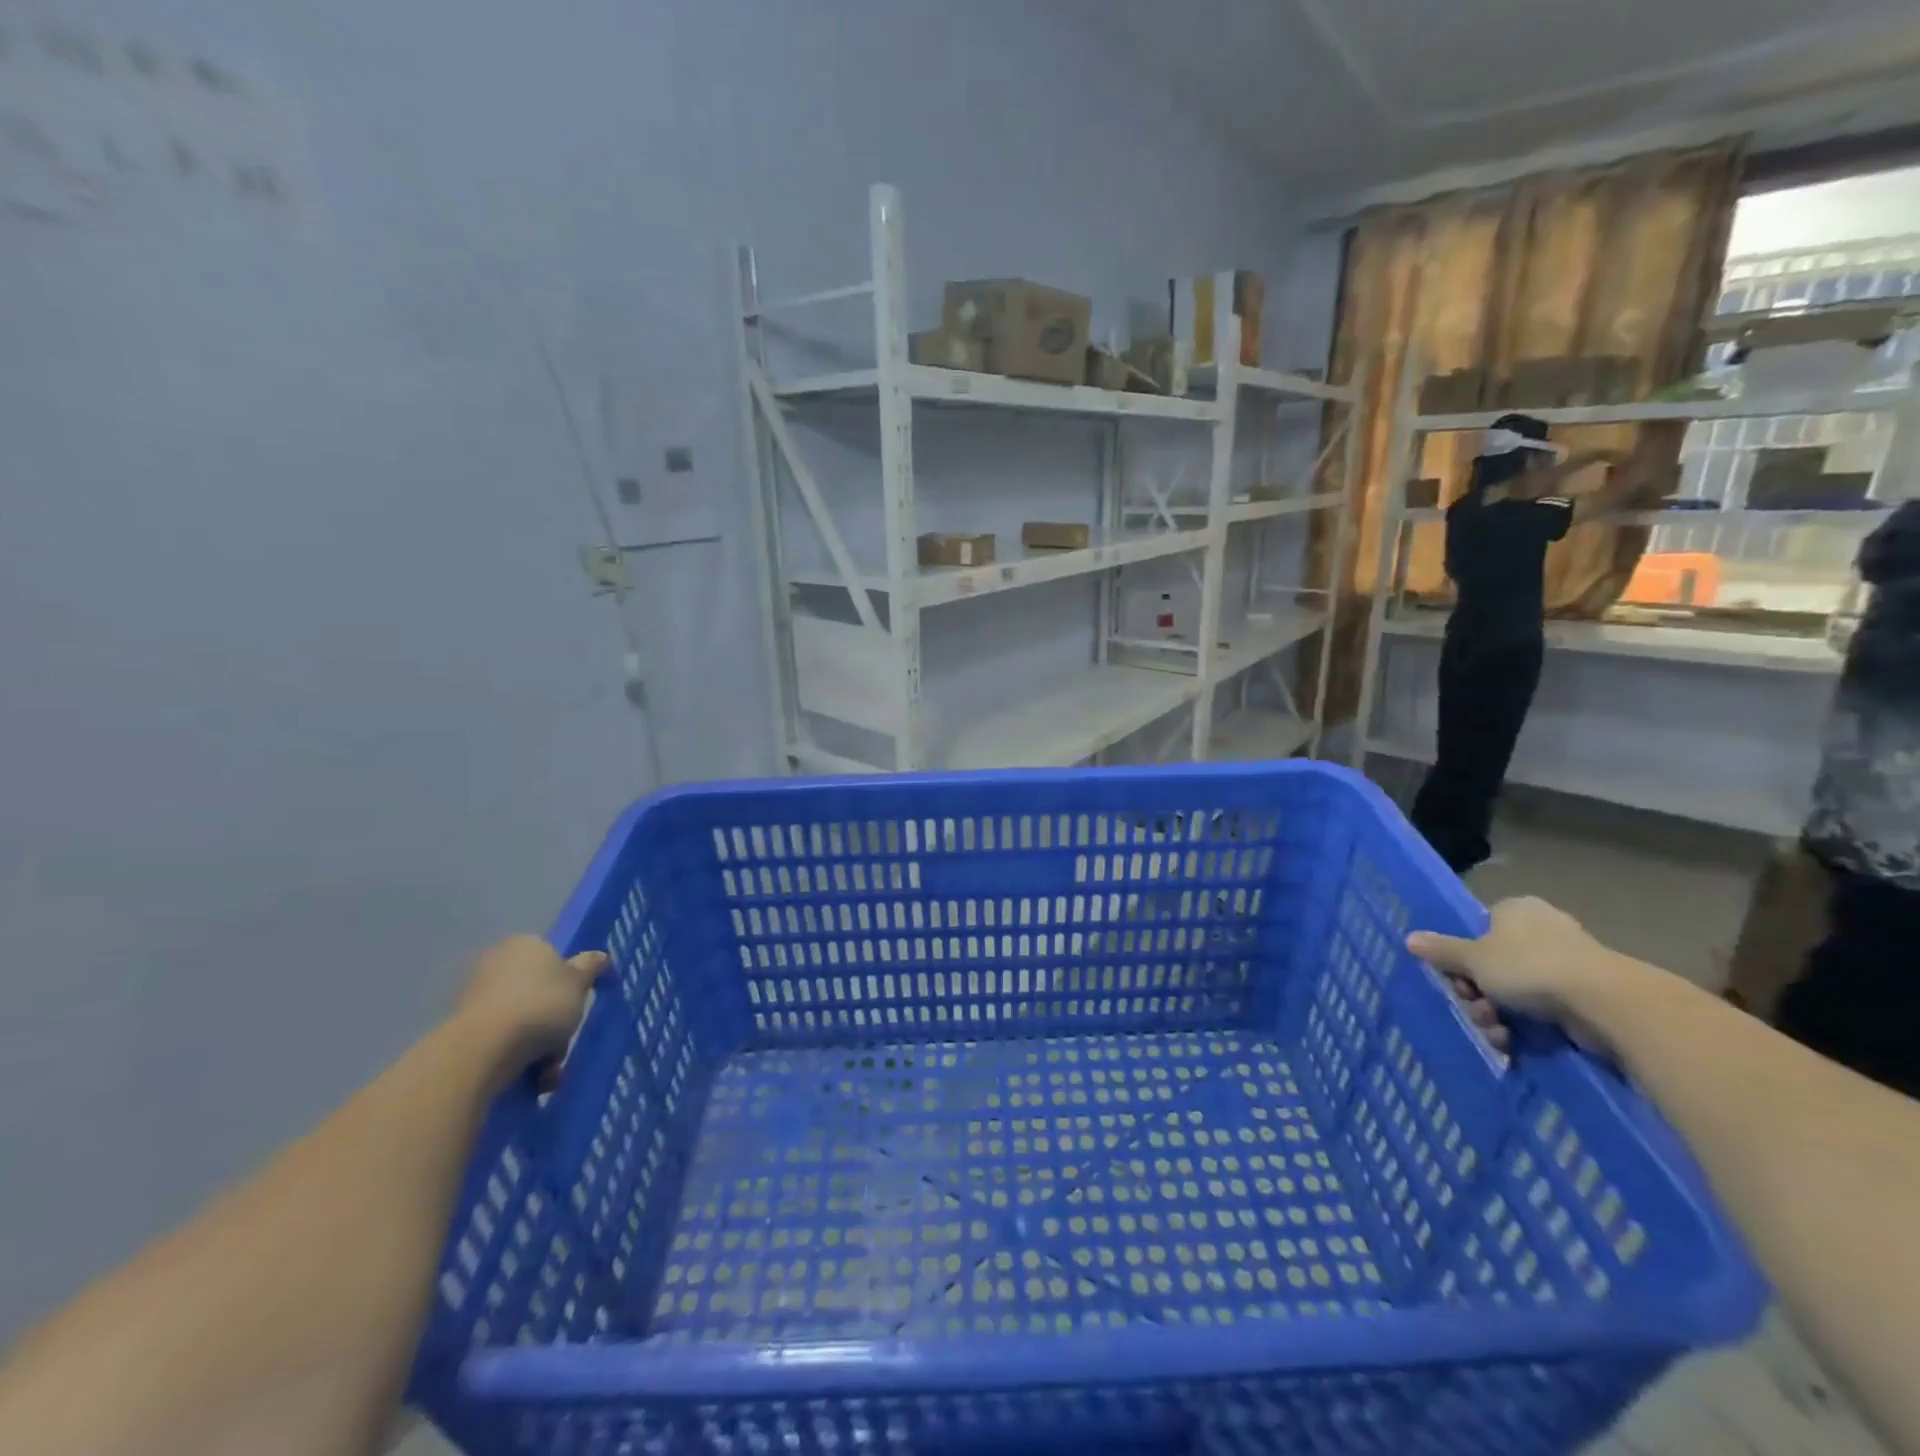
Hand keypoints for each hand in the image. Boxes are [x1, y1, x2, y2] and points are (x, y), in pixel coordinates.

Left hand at [455, 936, 607, 1088]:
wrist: (483, 1050)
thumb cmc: (541, 1005)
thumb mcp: (580, 982)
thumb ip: (591, 966)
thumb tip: (599, 956)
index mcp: (524, 944)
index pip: (553, 957)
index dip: (569, 981)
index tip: (578, 1003)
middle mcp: (496, 964)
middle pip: (538, 992)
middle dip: (554, 1021)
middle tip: (565, 1040)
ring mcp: (475, 998)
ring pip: (522, 1020)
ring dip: (540, 1046)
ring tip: (550, 1070)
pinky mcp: (463, 1030)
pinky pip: (502, 1041)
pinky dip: (518, 1058)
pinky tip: (531, 1078)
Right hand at [1408, 897, 1613, 1046]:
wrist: (1605, 1003)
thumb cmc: (1529, 967)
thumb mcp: (1473, 958)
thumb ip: (1442, 950)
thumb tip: (1409, 938)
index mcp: (1515, 910)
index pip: (1478, 930)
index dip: (1462, 958)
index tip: (1456, 980)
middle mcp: (1541, 930)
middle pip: (1493, 964)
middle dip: (1478, 993)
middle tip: (1475, 1008)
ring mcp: (1566, 963)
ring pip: (1515, 990)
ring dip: (1496, 1014)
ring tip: (1496, 1031)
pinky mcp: (1585, 995)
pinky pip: (1542, 1009)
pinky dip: (1525, 1027)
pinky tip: (1515, 1042)